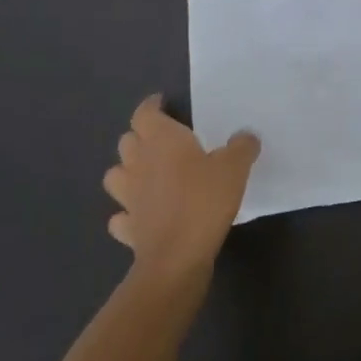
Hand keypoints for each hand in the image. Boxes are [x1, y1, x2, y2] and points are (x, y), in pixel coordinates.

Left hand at [103, 95, 259, 281]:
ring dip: (127, 172)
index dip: (151, 106)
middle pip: (127, 141)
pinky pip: (121, 216)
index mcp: (161, 141)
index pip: (145, 113)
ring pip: (115, 175)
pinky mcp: (127, 229)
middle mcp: (138, 163)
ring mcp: (128, 197)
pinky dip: (128, 213)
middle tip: (162, 141)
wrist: (177, 257)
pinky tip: (143, 215)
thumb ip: (241, 147)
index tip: (162, 103)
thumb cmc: (204, 201)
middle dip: (141, 137)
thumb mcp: (235, 168)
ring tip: (147, 175)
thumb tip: (245, 136)